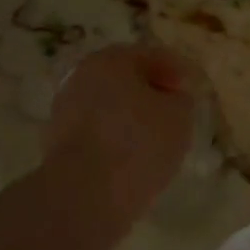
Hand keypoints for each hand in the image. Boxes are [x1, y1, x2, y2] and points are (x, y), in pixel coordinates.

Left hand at [43, 44, 199, 227]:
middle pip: (125, 78)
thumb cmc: (139, 142)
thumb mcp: (179, 116)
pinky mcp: (58, 143)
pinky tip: (132, 156)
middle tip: (174, 110)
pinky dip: (115, 138)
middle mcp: (82, 76)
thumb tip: (172, 99)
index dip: (176, 69)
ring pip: (108, 105)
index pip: (151, 55)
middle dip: (150, 91)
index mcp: (111, 60)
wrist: (85, 195)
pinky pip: (96, 131)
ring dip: (130, 116)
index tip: (192, 88)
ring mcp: (65, 110)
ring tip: (155, 137)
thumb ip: (181, 100)